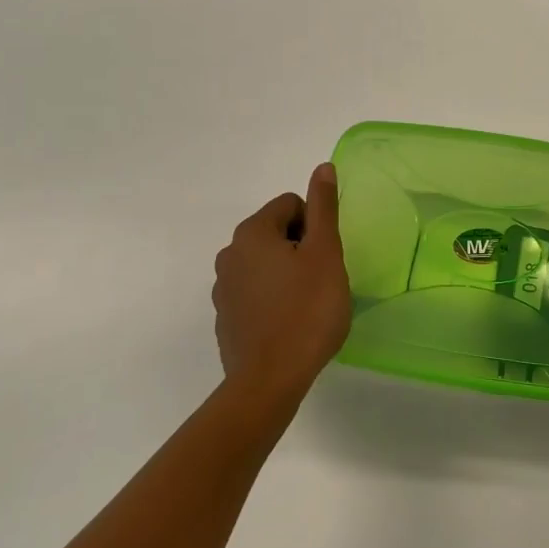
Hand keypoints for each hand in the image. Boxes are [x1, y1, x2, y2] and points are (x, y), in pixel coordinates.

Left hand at [212, 163, 352, 407]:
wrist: (269, 381)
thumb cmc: (306, 311)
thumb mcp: (326, 253)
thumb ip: (324, 207)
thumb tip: (323, 167)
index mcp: (252, 232)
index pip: (291, 205)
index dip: (315, 227)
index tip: (325, 258)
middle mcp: (229, 253)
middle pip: (276, 232)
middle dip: (300, 249)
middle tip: (320, 281)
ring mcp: (222, 288)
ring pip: (265, 264)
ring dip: (286, 274)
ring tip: (306, 305)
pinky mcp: (224, 317)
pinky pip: (254, 292)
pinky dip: (272, 299)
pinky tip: (288, 324)